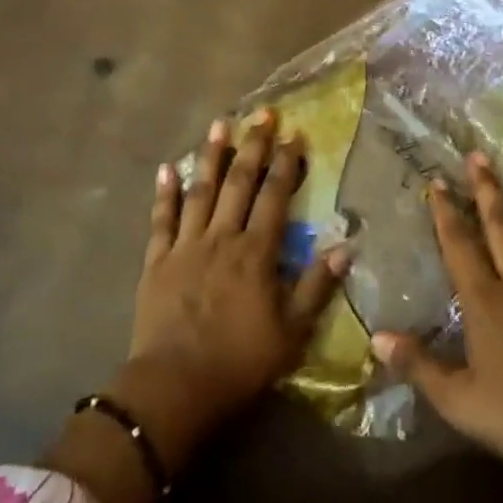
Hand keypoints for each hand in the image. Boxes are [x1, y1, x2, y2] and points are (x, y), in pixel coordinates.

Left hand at [112, 110, 347, 472]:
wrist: (174, 389)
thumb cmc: (239, 362)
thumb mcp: (292, 332)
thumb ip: (316, 286)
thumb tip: (345, 246)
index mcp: (256, 252)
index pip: (275, 196)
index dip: (286, 163)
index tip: (295, 134)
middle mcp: (222, 237)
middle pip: (239, 182)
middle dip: (253, 145)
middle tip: (262, 114)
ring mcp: (186, 246)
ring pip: (201, 191)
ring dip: (211, 155)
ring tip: (219, 124)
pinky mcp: (157, 261)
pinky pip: (162, 219)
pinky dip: (165, 193)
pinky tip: (168, 168)